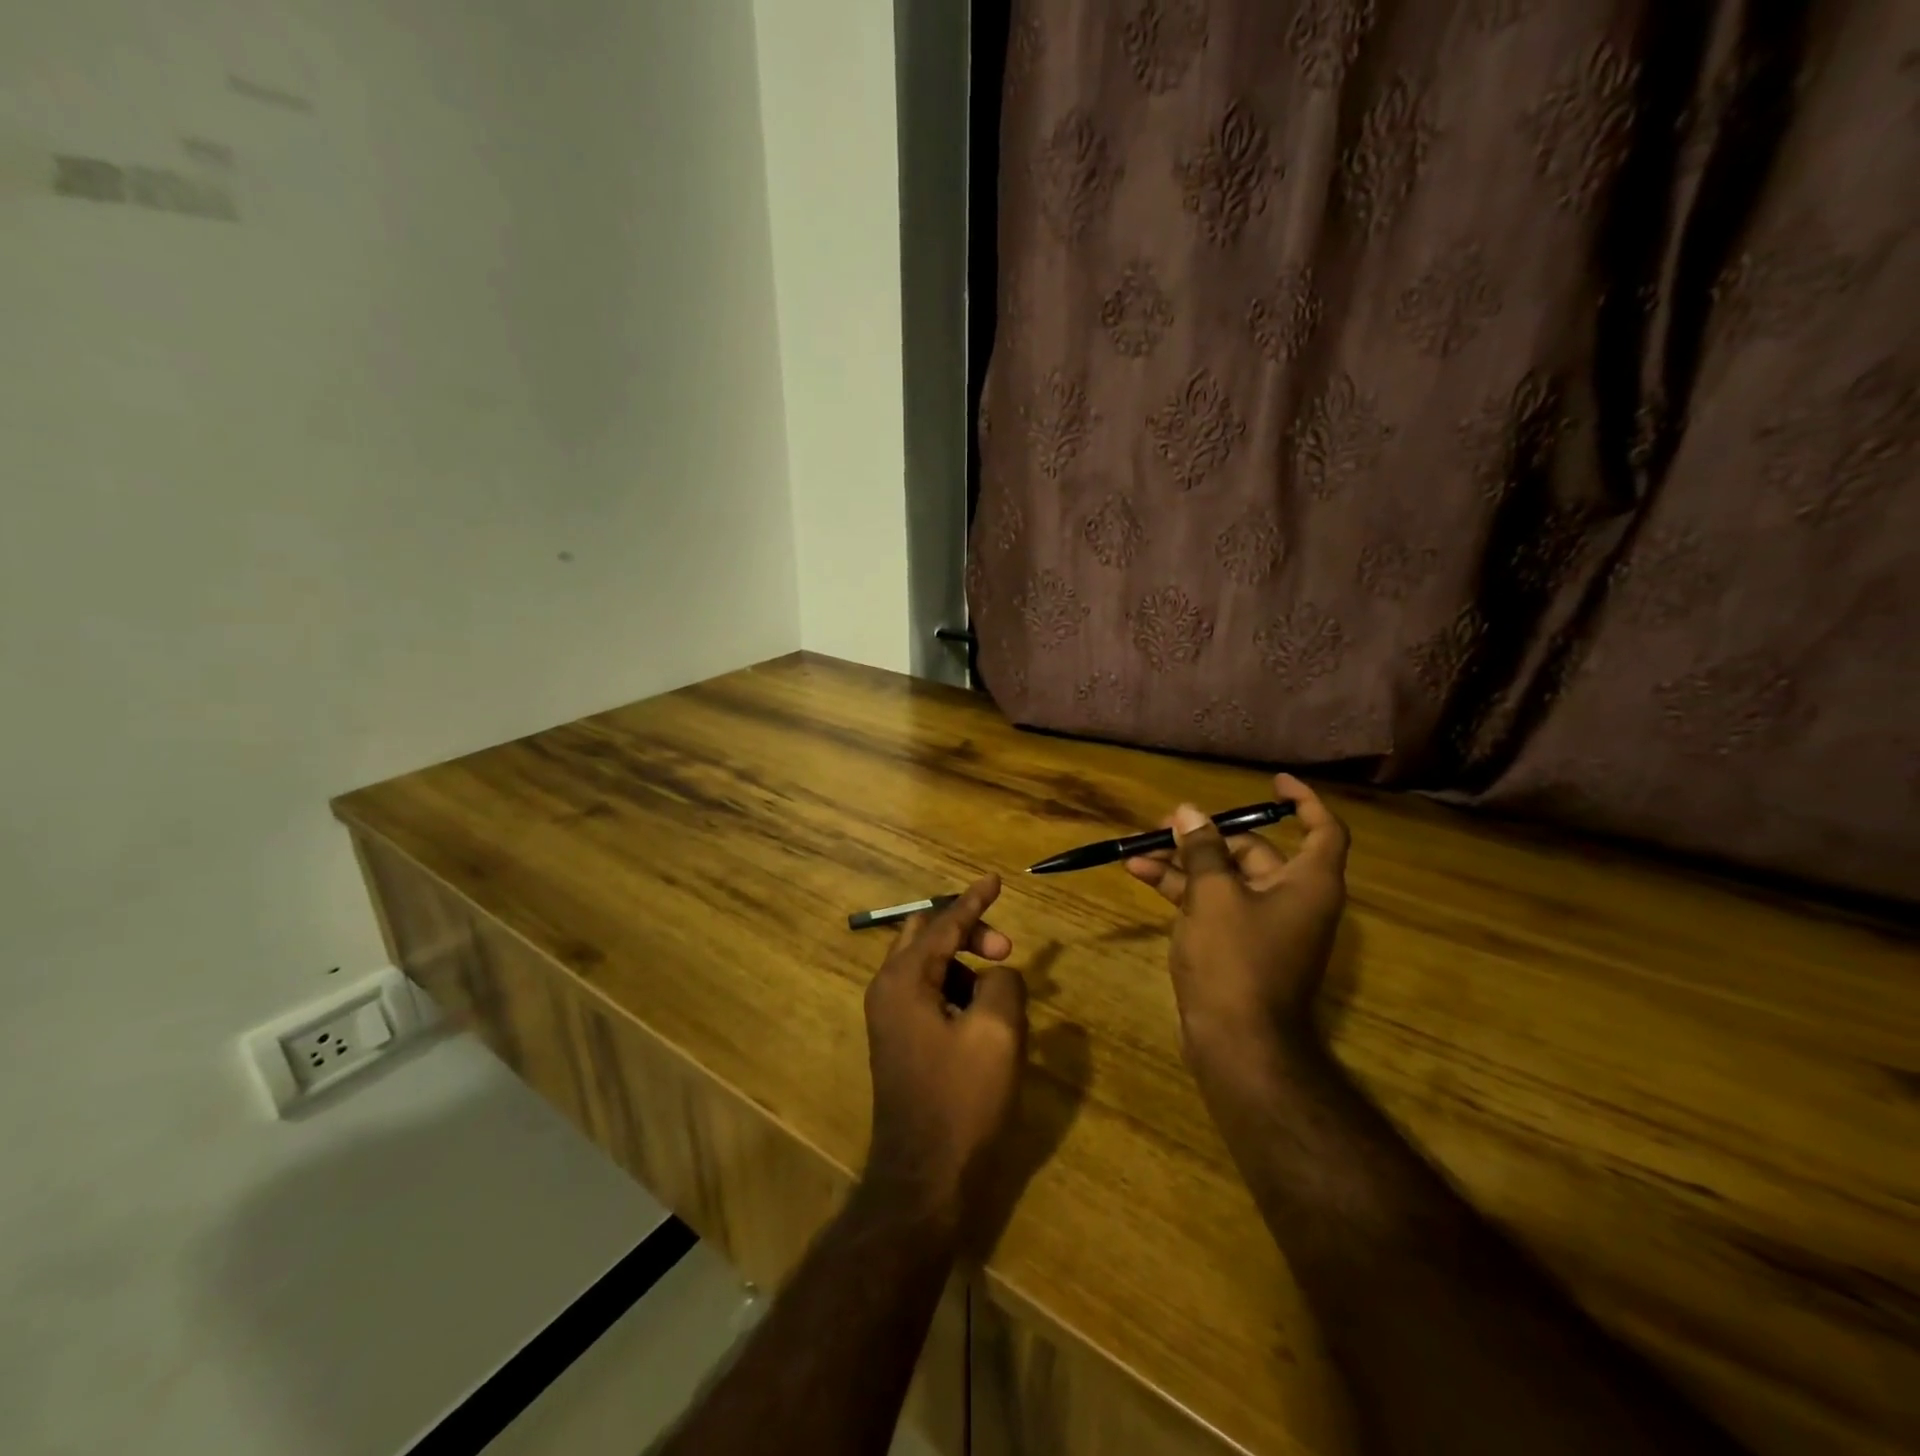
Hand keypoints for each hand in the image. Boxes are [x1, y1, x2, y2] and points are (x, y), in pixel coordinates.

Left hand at [861, 875, 1028, 1236]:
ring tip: (1001, 990)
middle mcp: (887, 990)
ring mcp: (889, 1018)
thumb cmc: (961, 1101)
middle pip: (927, 937)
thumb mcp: (996, 1032)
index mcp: (904, 979)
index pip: (943, 924)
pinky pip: (928, 995)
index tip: (995, 879)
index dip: (974, 900)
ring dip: (964, 965)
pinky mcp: (899, 1042)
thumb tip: (998, 975)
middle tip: (1005, 948)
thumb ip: (1002, 983)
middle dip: (967, 932)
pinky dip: (956, 990)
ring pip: (928, 967)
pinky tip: (983, 1016)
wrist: (923, 1179)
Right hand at [1125, 773, 1349, 1088]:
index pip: (1322, 830)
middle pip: (1257, 852)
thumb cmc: (1236, 960)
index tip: (1273, 783)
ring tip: (1139, 848)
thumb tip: (1190, 813)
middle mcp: (1293, 900)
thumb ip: (1202, 850)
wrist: (1238, 1043)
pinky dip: (1183, 890)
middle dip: (1210, 835)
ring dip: (1185, 863)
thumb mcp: (1214, 895)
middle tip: (1167, 822)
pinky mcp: (1239, 947)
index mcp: (1308, 883)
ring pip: (1226, 878)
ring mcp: (1265, 926)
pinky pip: (1214, 904)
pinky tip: (1142, 876)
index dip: (1303, 801)